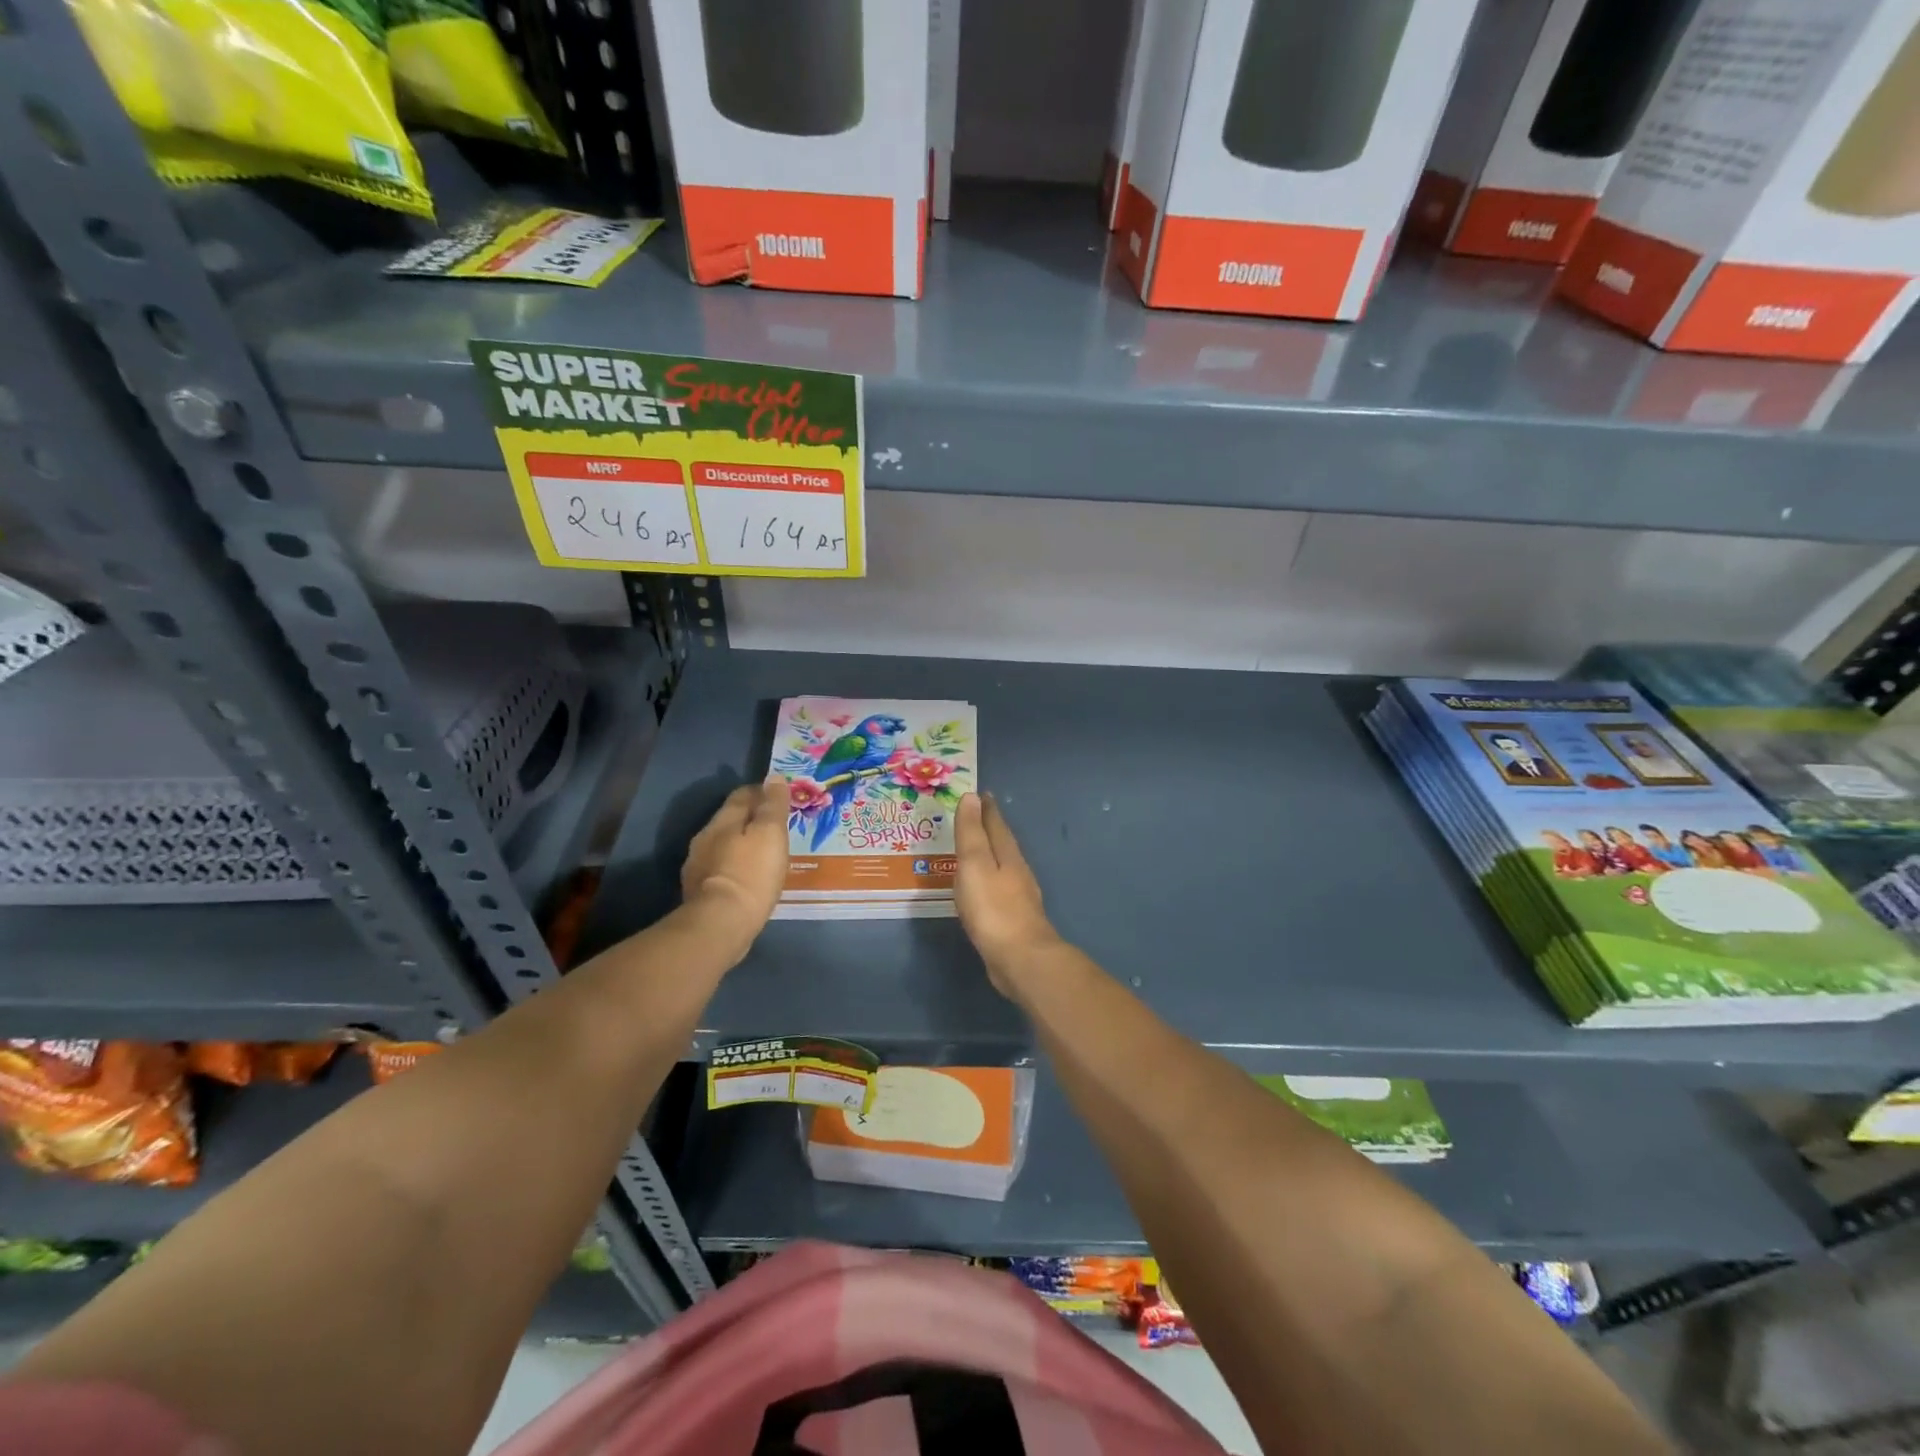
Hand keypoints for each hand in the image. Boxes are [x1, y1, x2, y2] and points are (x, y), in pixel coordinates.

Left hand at [681, 781, 788, 952]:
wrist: (720, 924)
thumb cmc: (751, 874)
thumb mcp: (770, 834)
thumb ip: (772, 806)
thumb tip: (773, 777)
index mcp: (723, 821)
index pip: (742, 795)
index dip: (762, 791)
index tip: (780, 797)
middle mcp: (705, 838)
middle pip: (730, 819)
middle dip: (752, 819)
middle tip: (776, 827)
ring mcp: (698, 866)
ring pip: (724, 845)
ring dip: (742, 845)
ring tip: (764, 854)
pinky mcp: (699, 892)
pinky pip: (721, 869)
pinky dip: (736, 867)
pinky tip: (748, 879)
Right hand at [954, 792, 1059, 993]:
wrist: (1020, 958)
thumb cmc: (993, 909)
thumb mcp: (975, 864)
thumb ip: (972, 833)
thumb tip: (972, 797)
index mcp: (1007, 855)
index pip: (996, 824)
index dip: (987, 809)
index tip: (979, 794)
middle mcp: (1017, 871)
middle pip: (1002, 843)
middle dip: (989, 829)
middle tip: (974, 816)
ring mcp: (1018, 897)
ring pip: (1002, 866)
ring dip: (989, 855)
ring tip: (973, 850)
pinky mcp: (1013, 920)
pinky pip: (998, 890)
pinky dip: (988, 881)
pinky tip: (980, 890)